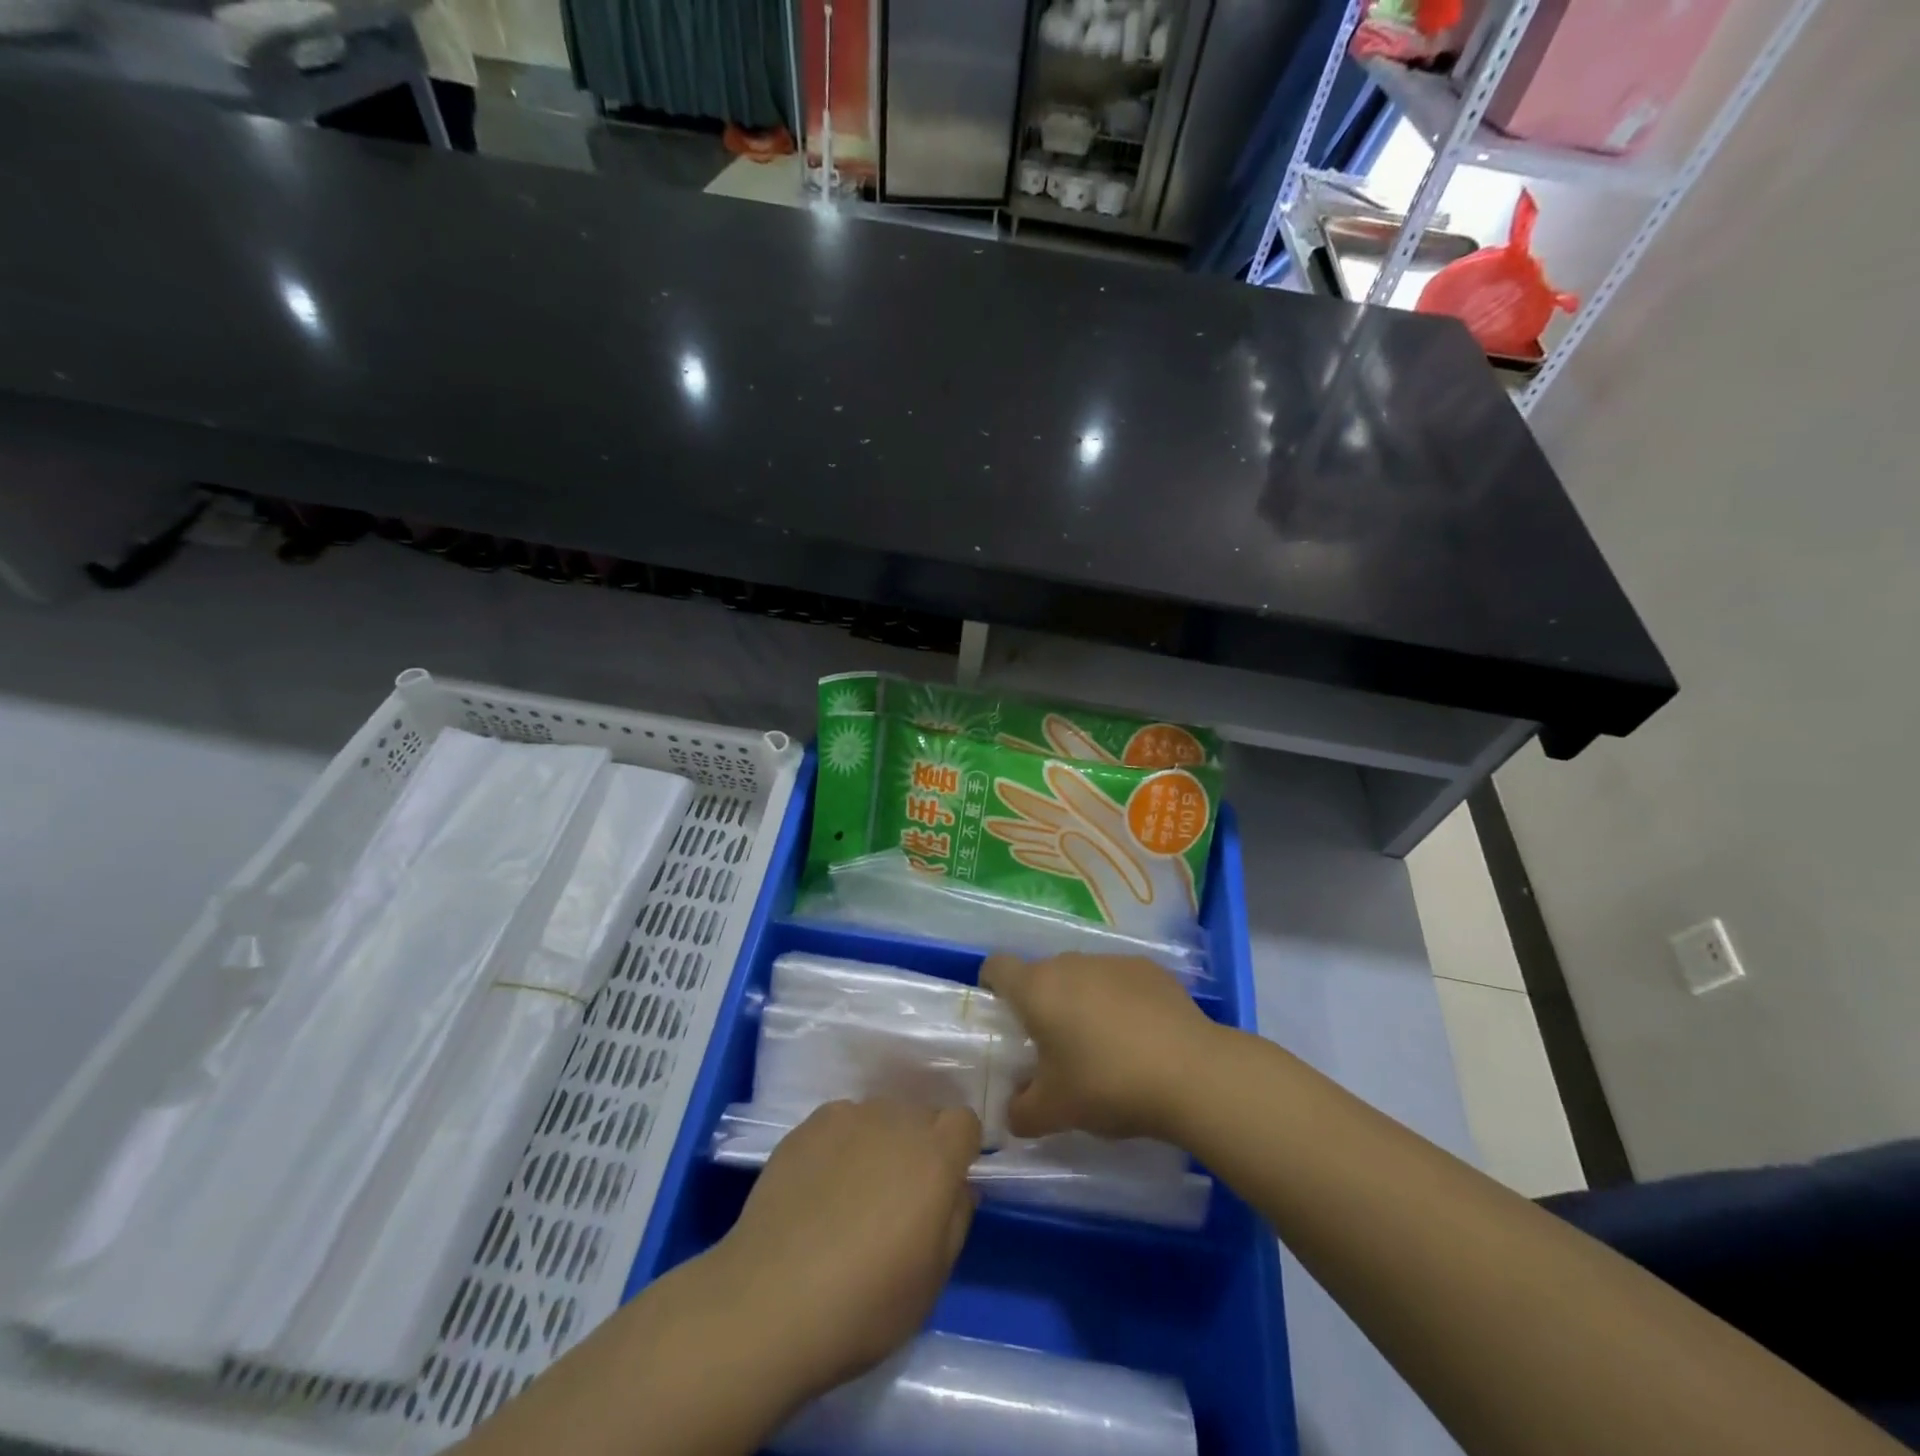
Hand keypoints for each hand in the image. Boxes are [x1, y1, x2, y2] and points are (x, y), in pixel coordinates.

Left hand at [704, 1100, 978, 1401]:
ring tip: (852, 1195)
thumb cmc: (865, 1304)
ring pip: (879, 1118)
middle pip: (920, 1117)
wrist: (771, 1300)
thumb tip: (959, 1187)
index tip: (944, 1187)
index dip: (958, 1151)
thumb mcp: (932, 1279)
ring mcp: (848, 1117)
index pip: (964, 1123)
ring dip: (879, 1143)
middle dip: (919, 1147)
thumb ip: (955, 1220)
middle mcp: (896, 1120)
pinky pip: (840, 1124)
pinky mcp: (807, 1126)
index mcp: (935, 1155)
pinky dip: (840, 1146)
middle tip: (898, 1198)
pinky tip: (819, 1190)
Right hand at [979, 953, 1219, 1141]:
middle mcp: (1070, 963)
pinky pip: (1119, 981)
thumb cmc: (1107, 1084)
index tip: (1003, 1018)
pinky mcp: (1149, 969)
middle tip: (1052, 1047)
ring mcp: (1112, 961)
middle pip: (1042, 974)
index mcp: (1037, 988)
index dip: (993, 987)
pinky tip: (1139, 1037)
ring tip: (1101, 1045)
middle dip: (1041, 1004)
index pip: (997, 967)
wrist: (1191, 1072)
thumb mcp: (1054, 1111)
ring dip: (1080, 1001)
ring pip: (1082, 976)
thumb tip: (1013, 1111)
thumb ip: (1021, 1112)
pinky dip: (1118, 1000)